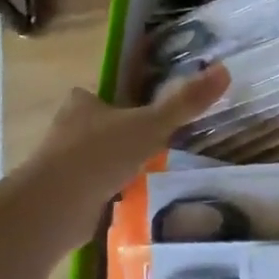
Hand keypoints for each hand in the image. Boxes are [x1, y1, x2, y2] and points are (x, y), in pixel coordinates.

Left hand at [26, 64, 229, 246]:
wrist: (53, 207)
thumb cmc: (99, 154)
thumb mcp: (151, 124)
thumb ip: (185, 102)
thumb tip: (225, 71)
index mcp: (82, 104)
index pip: (101, 95)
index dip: (120, 100)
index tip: (144, 111)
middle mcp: (66, 130)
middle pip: (98, 127)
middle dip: (120, 135)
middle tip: (154, 143)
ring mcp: (61, 165)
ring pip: (95, 159)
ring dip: (115, 165)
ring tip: (149, 172)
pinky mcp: (62, 196)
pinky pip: (93, 189)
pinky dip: (109, 193)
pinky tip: (132, 199)